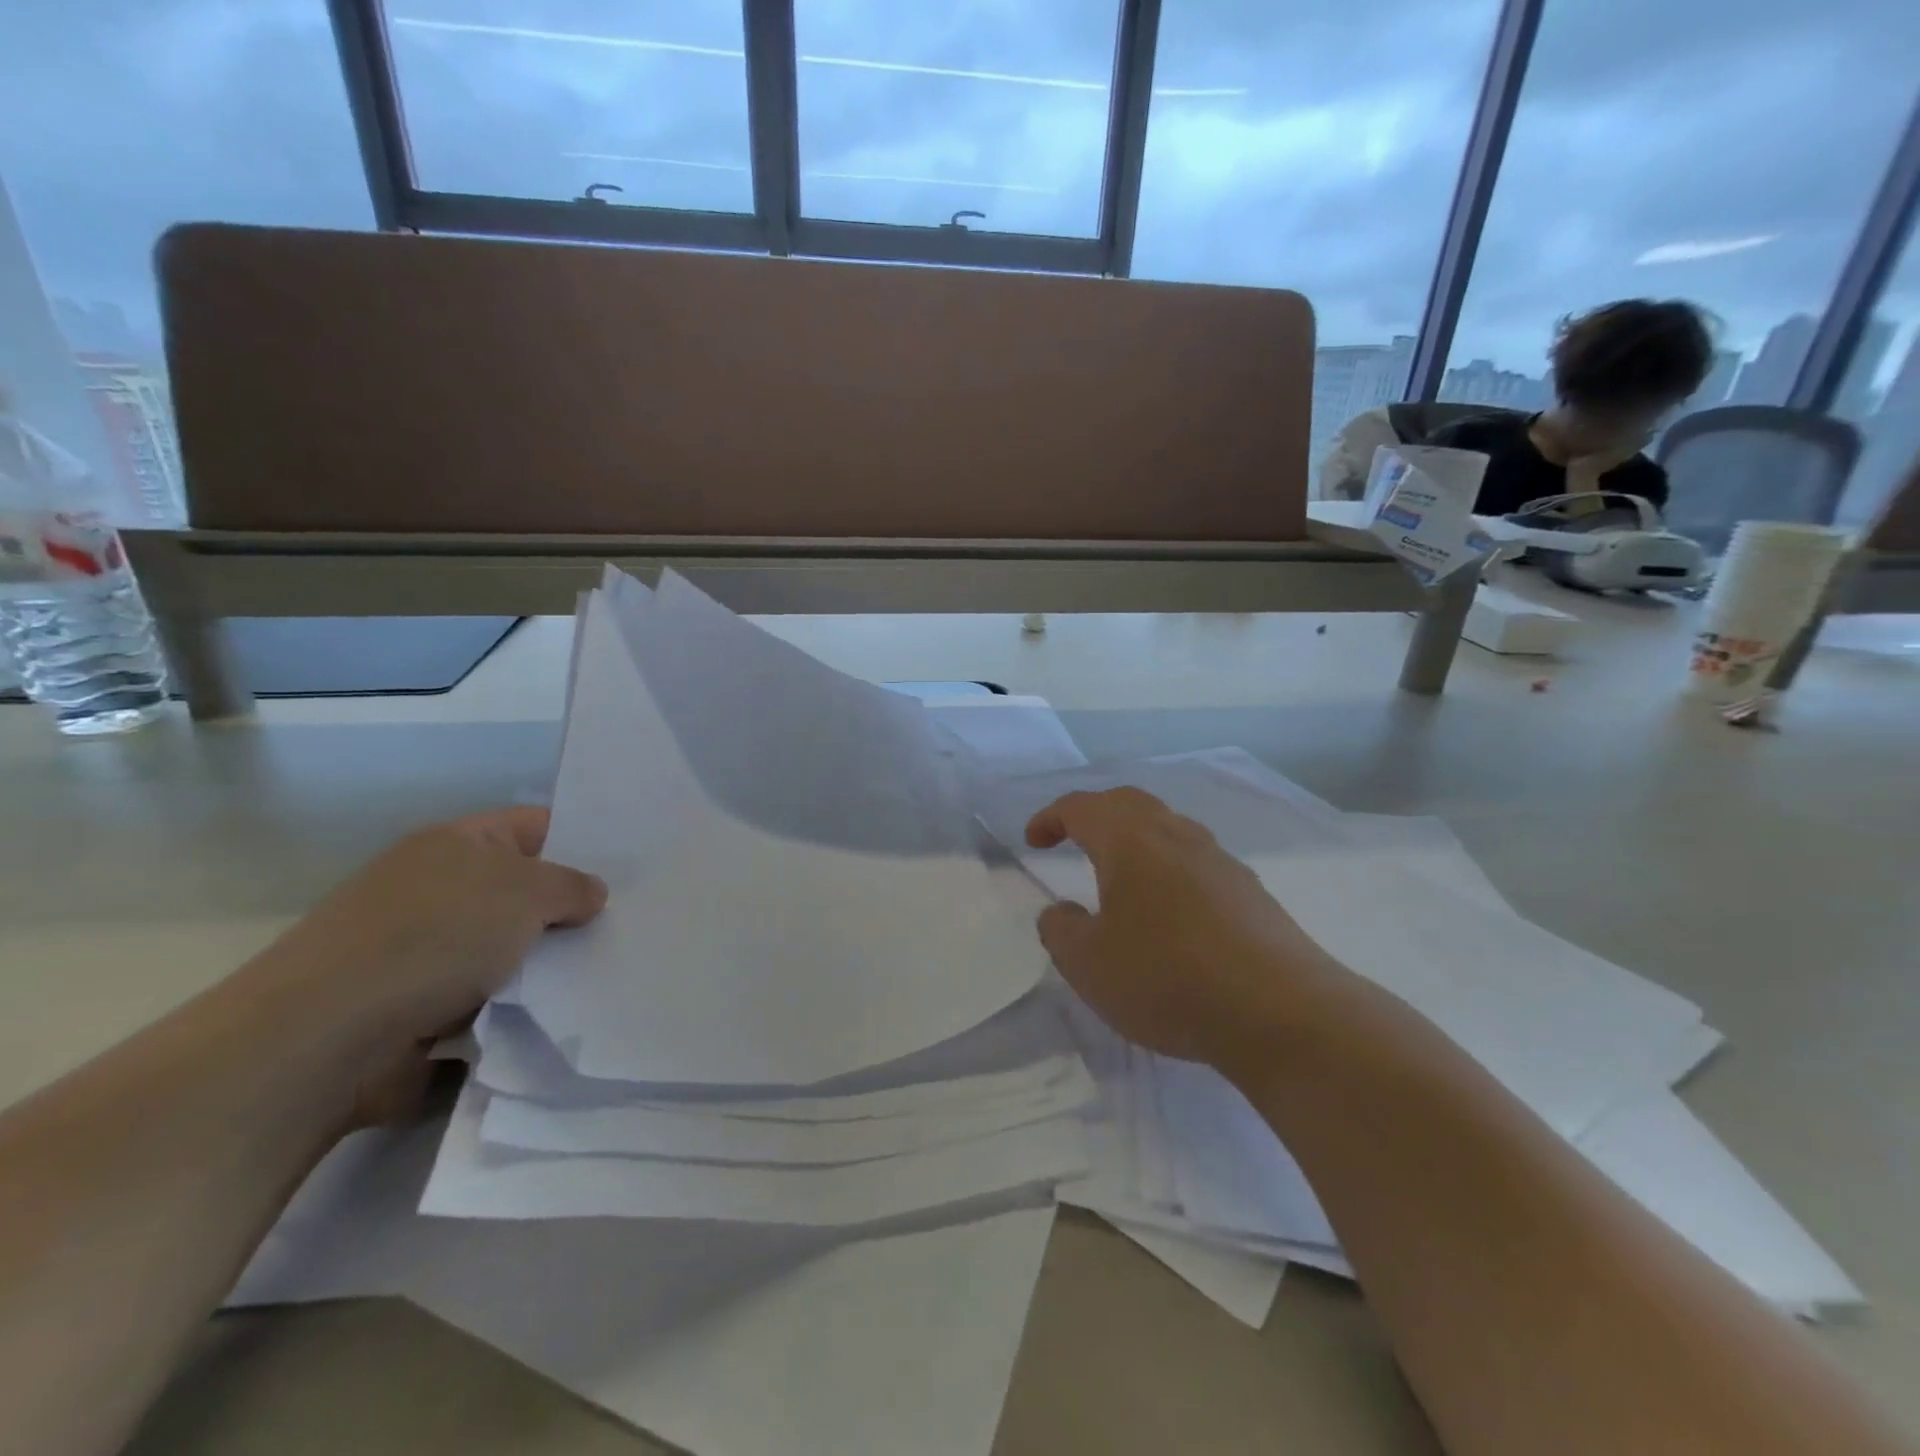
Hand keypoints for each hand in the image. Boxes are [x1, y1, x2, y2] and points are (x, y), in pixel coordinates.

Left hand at [253, 807, 605, 1125]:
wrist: (325, 1038)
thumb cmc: (435, 938)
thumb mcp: (526, 892)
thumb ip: (572, 886)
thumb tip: (590, 895)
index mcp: (456, 844)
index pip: (536, 825)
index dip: (583, 840)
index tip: (631, 867)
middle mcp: (437, 888)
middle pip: (524, 890)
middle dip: (571, 909)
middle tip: (631, 922)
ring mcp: (424, 951)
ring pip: (509, 948)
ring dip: (547, 963)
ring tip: (607, 970)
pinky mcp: (418, 1008)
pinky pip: (489, 998)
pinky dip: (518, 1006)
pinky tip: (560, 1011)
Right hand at [1025, 788, 1345, 1071]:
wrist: (1279, 1011)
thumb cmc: (1166, 977)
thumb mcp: (1088, 964)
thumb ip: (1062, 931)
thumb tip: (1061, 912)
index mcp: (1131, 841)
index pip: (1082, 807)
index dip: (1051, 818)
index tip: (1033, 841)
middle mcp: (1177, 836)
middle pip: (1129, 803)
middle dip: (1095, 815)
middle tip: (1072, 838)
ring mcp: (1220, 861)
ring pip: (1168, 828)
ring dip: (1135, 839)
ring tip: (1120, 874)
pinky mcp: (1250, 892)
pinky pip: (1196, 861)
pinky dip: (1168, 868)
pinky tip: (1170, 910)